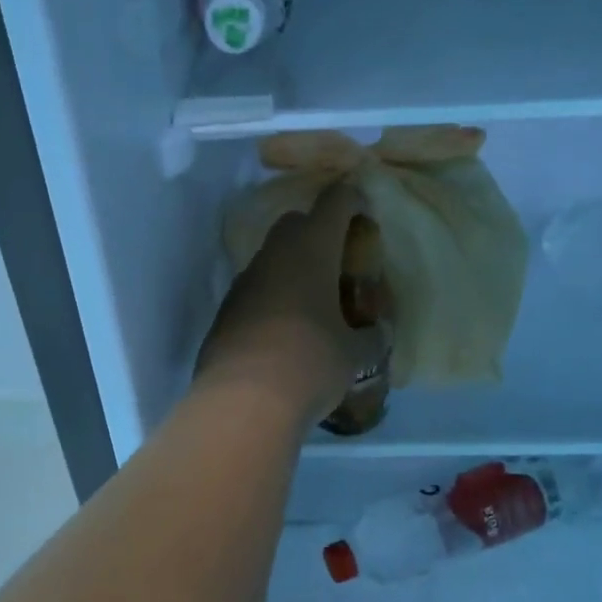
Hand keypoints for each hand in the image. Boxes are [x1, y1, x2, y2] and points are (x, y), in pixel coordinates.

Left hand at [194, 183, 389, 430]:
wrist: (242, 401)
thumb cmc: (310, 363)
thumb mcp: (354, 354)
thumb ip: (370, 337)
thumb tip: (375, 334)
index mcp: (311, 250)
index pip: (334, 203)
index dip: (351, 200)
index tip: (362, 211)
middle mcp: (273, 256)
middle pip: (296, 224)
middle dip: (318, 232)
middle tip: (340, 261)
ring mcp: (244, 282)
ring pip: (272, 258)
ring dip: (292, 267)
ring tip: (314, 300)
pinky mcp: (225, 311)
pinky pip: (255, 290)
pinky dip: (272, 297)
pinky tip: (284, 328)